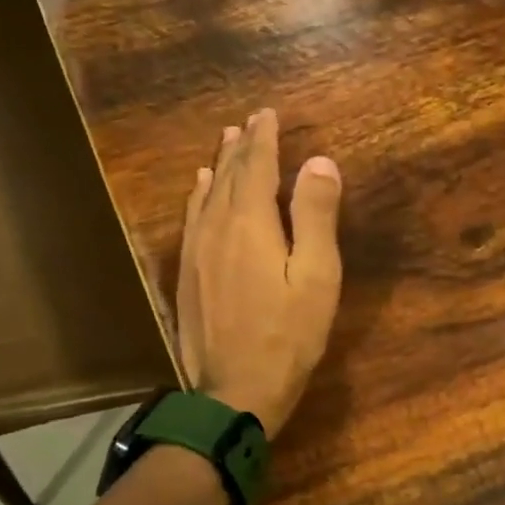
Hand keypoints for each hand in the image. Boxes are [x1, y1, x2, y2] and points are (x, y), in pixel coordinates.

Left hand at [177, 109, 342, 434]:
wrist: (234, 391)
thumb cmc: (288, 335)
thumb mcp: (317, 277)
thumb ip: (316, 217)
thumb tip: (318, 161)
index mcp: (251, 224)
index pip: (257, 168)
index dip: (264, 139)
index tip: (268, 113)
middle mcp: (216, 228)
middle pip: (229, 177)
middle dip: (242, 147)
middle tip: (249, 122)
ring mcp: (196, 252)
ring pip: (206, 196)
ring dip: (219, 167)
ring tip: (225, 145)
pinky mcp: (186, 275)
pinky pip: (191, 220)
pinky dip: (198, 197)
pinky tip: (199, 192)